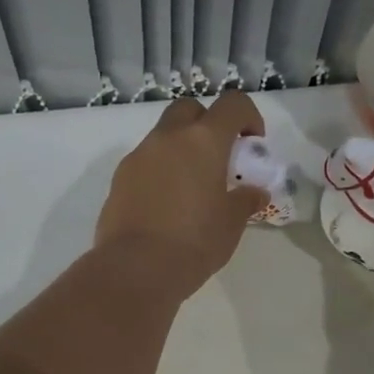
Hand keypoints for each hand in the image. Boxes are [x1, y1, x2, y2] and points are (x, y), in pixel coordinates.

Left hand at [94, 92, 268, 295]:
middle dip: (207, 124)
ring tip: (191, 187)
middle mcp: (167, 138)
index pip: (232, 104)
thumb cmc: (194, 242)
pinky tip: (166, 205)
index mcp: (203, 141)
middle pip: (189, 109)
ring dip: (180, 149)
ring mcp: (138, 156)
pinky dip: (159, 171)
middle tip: (218, 159)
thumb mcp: (231, 224)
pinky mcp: (118, 179)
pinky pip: (145, 162)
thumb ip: (246, 201)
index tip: (252, 145)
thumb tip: (255, 193)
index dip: (248, 117)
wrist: (135, 269)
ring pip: (163, 136)